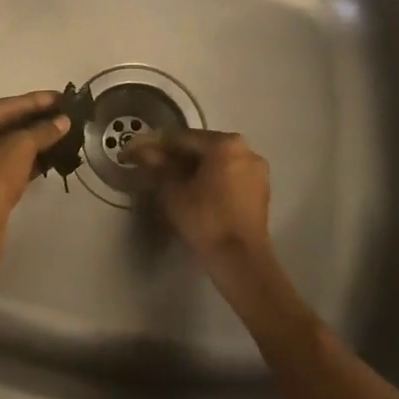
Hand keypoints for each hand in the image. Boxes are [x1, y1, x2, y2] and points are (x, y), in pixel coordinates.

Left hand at [0, 91, 70, 268]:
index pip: (3, 106)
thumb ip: (43, 130)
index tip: (61, 96)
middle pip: (1, 124)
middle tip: (63, 114)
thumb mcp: (20, 148)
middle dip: (34, 121)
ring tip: (61, 133)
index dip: (36, 101)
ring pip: (1, 146)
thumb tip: (63, 121)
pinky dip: (22, 160)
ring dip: (31, 141)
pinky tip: (49, 156)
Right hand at [132, 130, 271, 271]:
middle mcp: (246, 150)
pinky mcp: (261, 190)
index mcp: (225, 144)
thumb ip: (157, 166)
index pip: (183, 138)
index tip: (137, 152)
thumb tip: (140, 150)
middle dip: (176, 156)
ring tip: (171, 181)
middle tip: (152, 166)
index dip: (157, 145)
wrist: (241, 260)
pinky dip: (211, 179)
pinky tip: (194, 192)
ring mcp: (257, 170)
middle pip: (202, 148)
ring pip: (217, 162)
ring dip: (193, 168)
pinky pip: (229, 175)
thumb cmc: (205, 220)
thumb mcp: (173, 191)